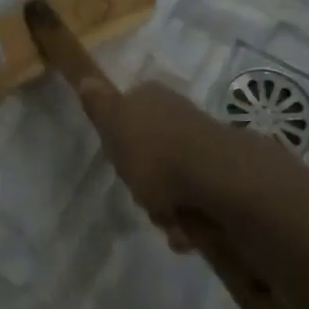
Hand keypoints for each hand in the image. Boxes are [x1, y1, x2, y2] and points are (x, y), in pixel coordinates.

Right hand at [78, 78, 282, 253]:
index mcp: (152, 99)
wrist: (216, 178)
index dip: (120, 140)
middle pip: (149, 154)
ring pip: (171, 182)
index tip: (118, 160)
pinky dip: (189, 221)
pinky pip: (195, 202)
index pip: (128, 113)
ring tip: (169, 221)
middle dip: (144, 183)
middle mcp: (179, 116)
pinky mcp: (222, 177)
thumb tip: (86, 77)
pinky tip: (186, 231)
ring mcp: (203, 147)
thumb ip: (99, 105)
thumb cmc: (155, 151)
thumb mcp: (114, 124)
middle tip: (142, 196)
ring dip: (166, 209)